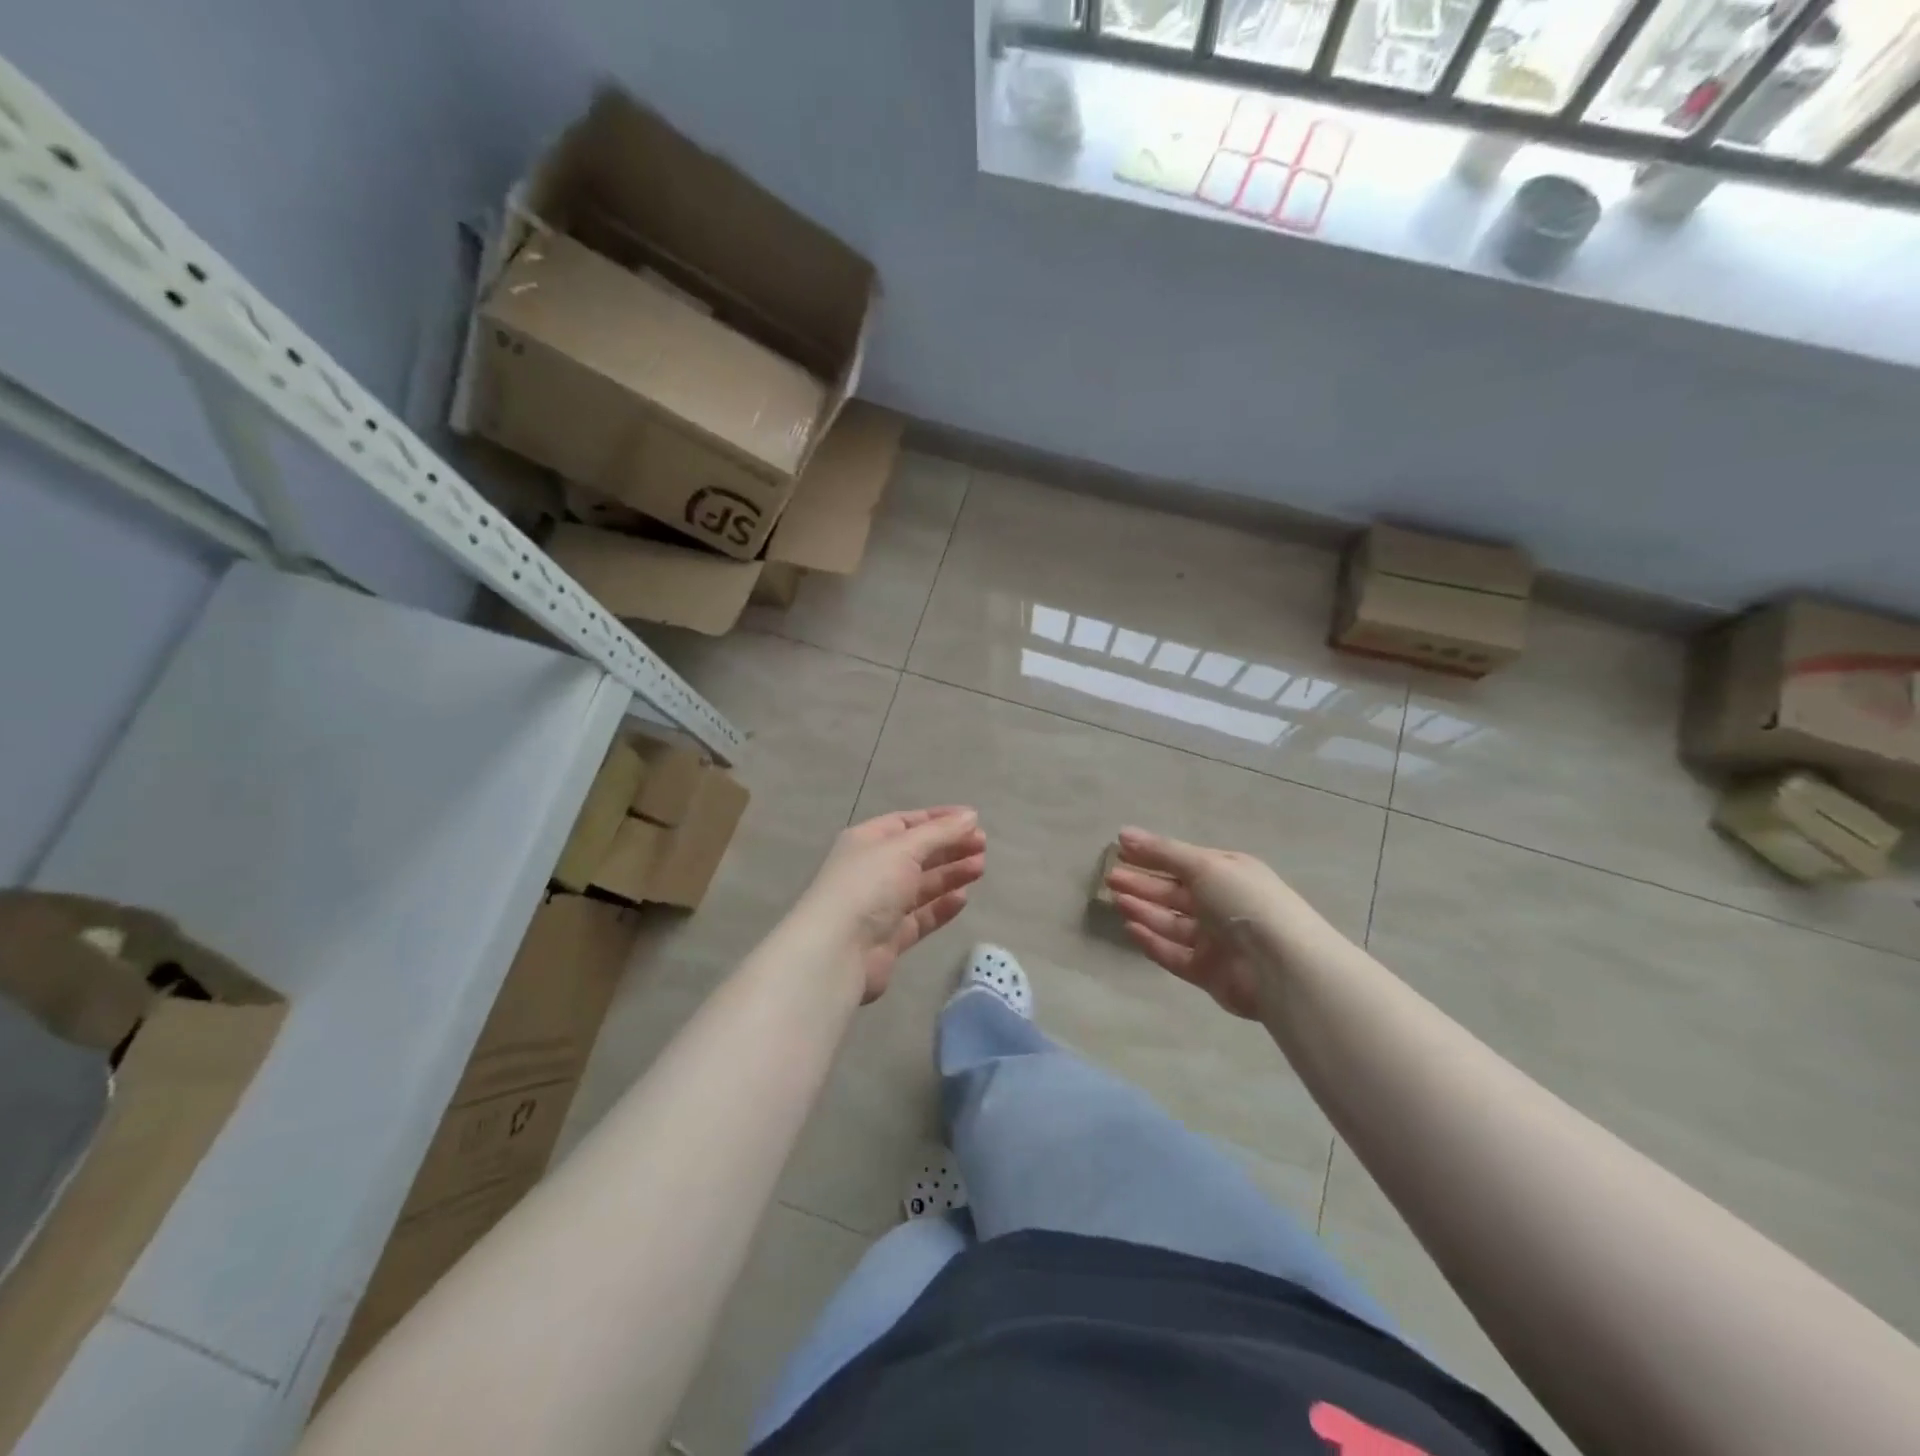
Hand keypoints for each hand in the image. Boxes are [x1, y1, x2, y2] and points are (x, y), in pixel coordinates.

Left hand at [797, 807, 986, 1001]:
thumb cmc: (868, 886)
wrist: (837, 951)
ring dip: (950, 874)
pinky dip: (941, 906)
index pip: (907, 822)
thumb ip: (940, 833)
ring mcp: (880, 905)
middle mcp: (872, 869)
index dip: (940, 819)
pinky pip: (921, 916)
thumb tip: (970, 816)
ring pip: (922, 885)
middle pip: (917, 853)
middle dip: (949, 847)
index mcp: (867, 841)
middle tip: (983, 846)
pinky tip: (963, 898)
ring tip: (980, 868)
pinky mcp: (890, 937)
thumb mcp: (905, 848)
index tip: (973, 820)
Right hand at [1106, 827, 1324, 1019]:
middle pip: (1174, 893)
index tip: (1120, 850)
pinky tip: (1130, 928)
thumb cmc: (1244, 901)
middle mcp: (1222, 905)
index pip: (1184, 862)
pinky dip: (1152, 941)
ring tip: (1116, 899)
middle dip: (1142, 884)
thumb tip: (1123, 833)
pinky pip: (1173, 954)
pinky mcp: (1208, 973)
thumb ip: (1163, 852)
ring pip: (1171, 923)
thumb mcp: (1204, 865)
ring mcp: (1215, 941)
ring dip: (1143, 910)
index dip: (1153, 855)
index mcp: (1229, 874)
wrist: (1280, 965)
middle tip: (1111, 877)